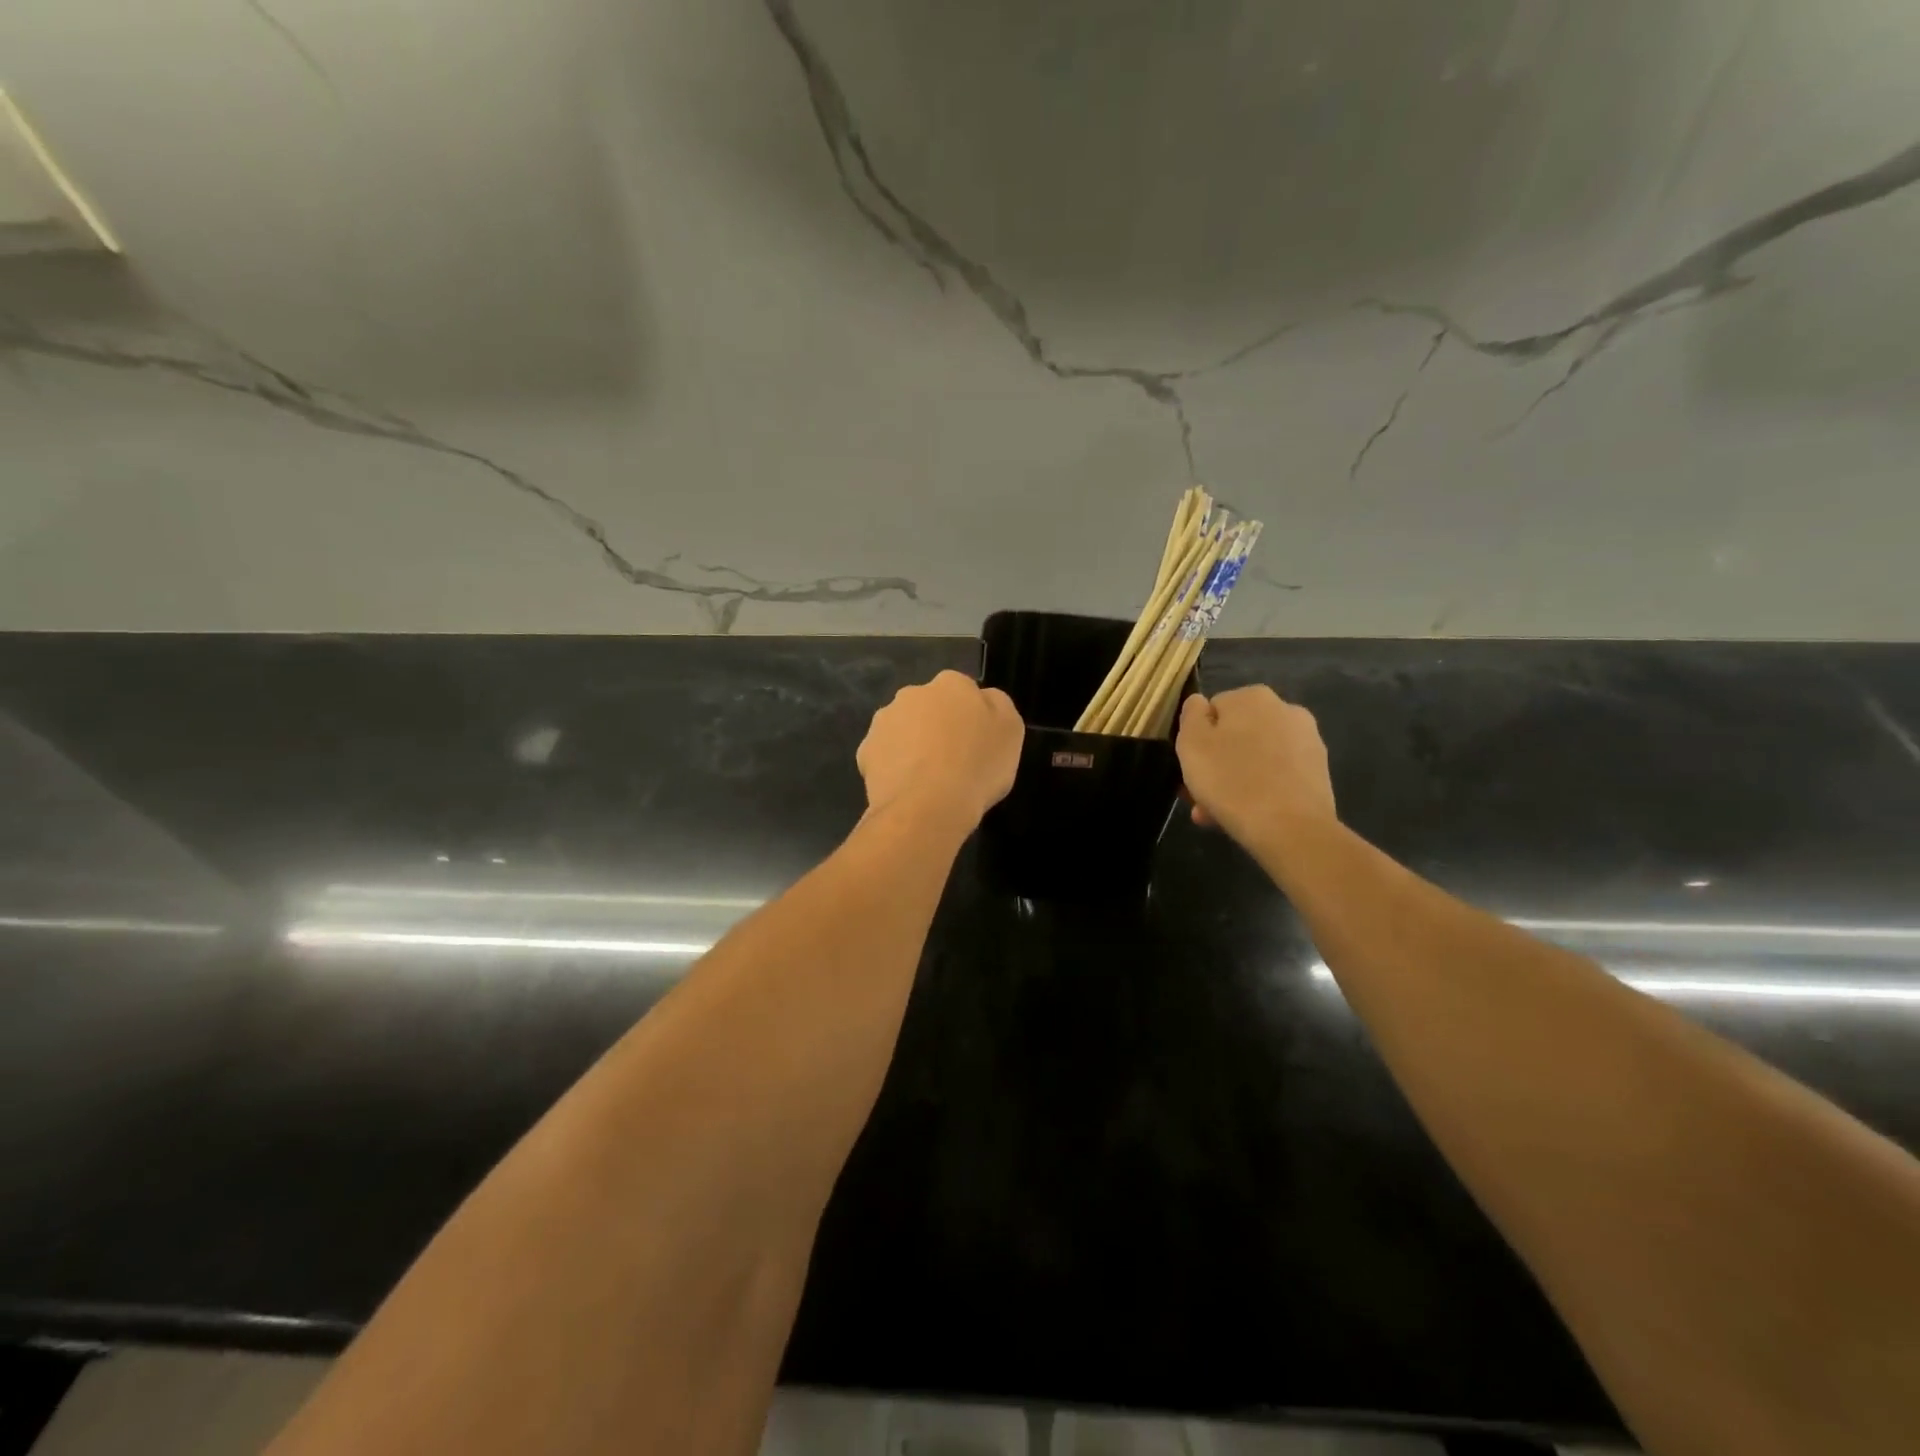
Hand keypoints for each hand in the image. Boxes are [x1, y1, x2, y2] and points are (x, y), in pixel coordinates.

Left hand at [857, 671, 1023, 826]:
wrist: (927, 806)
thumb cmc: (977, 766)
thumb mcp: (1011, 731)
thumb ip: (997, 706)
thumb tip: (983, 698)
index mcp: (951, 684)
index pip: (963, 691)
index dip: (970, 717)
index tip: (976, 743)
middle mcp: (912, 694)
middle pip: (929, 707)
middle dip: (936, 726)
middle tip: (952, 760)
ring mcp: (884, 721)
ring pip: (902, 729)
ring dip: (912, 745)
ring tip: (927, 779)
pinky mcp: (865, 751)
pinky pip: (883, 756)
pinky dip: (893, 767)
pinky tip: (906, 789)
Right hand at [1175, 686, 1336, 844]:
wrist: (1291, 829)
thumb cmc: (1231, 782)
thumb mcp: (1191, 744)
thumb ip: (1191, 715)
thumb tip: (1199, 703)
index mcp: (1252, 697)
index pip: (1212, 710)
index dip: (1198, 740)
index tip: (1191, 768)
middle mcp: (1285, 709)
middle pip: (1236, 735)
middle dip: (1217, 764)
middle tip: (1201, 798)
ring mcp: (1308, 741)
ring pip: (1257, 758)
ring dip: (1236, 780)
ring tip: (1218, 814)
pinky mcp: (1319, 771)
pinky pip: (1278, 775)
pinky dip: (1262, 790)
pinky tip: (1249, 815)